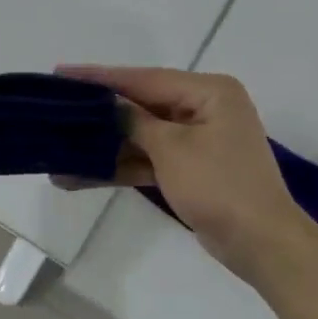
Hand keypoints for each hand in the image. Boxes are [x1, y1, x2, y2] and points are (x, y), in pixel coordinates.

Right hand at [60, 66, 316, 287]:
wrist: (262, 245)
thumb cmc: (220, 186)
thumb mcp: (172, 148)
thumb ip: (134, 120)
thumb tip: (105, 103)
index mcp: (208, 92)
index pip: (144, 78)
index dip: (101, 77)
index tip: (61, 73)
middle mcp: (204, 108)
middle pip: (140, 106)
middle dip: (99, 115)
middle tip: (55, 109)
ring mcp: (198, 140)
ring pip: (141, 136)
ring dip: (104, 147)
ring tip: (58, 152)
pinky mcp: (190, 169)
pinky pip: (149, 160)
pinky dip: (121, 167)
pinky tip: (81, 176)